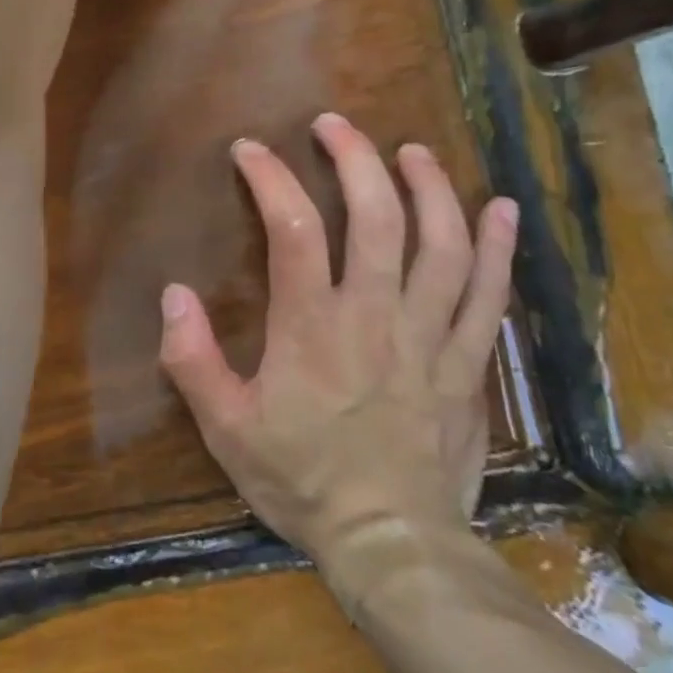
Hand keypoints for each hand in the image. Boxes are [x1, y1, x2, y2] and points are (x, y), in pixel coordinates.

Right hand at [157, 114, 517, 597]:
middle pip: (378, 218)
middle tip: (335, 126)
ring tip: (411, 151)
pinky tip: (500, 209)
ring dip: (429, 189)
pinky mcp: (467, 364)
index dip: (271, 179)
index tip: (251, 150)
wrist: (393, 546)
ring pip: (442, 245)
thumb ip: (192, 359)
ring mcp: (430, 338)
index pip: (294, 229)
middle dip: (356, 160)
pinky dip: (497, 249)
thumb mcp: (225, 428)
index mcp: (312, 327)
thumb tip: (172, 294)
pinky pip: (490, 296)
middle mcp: (376, 316)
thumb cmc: (301, 480)